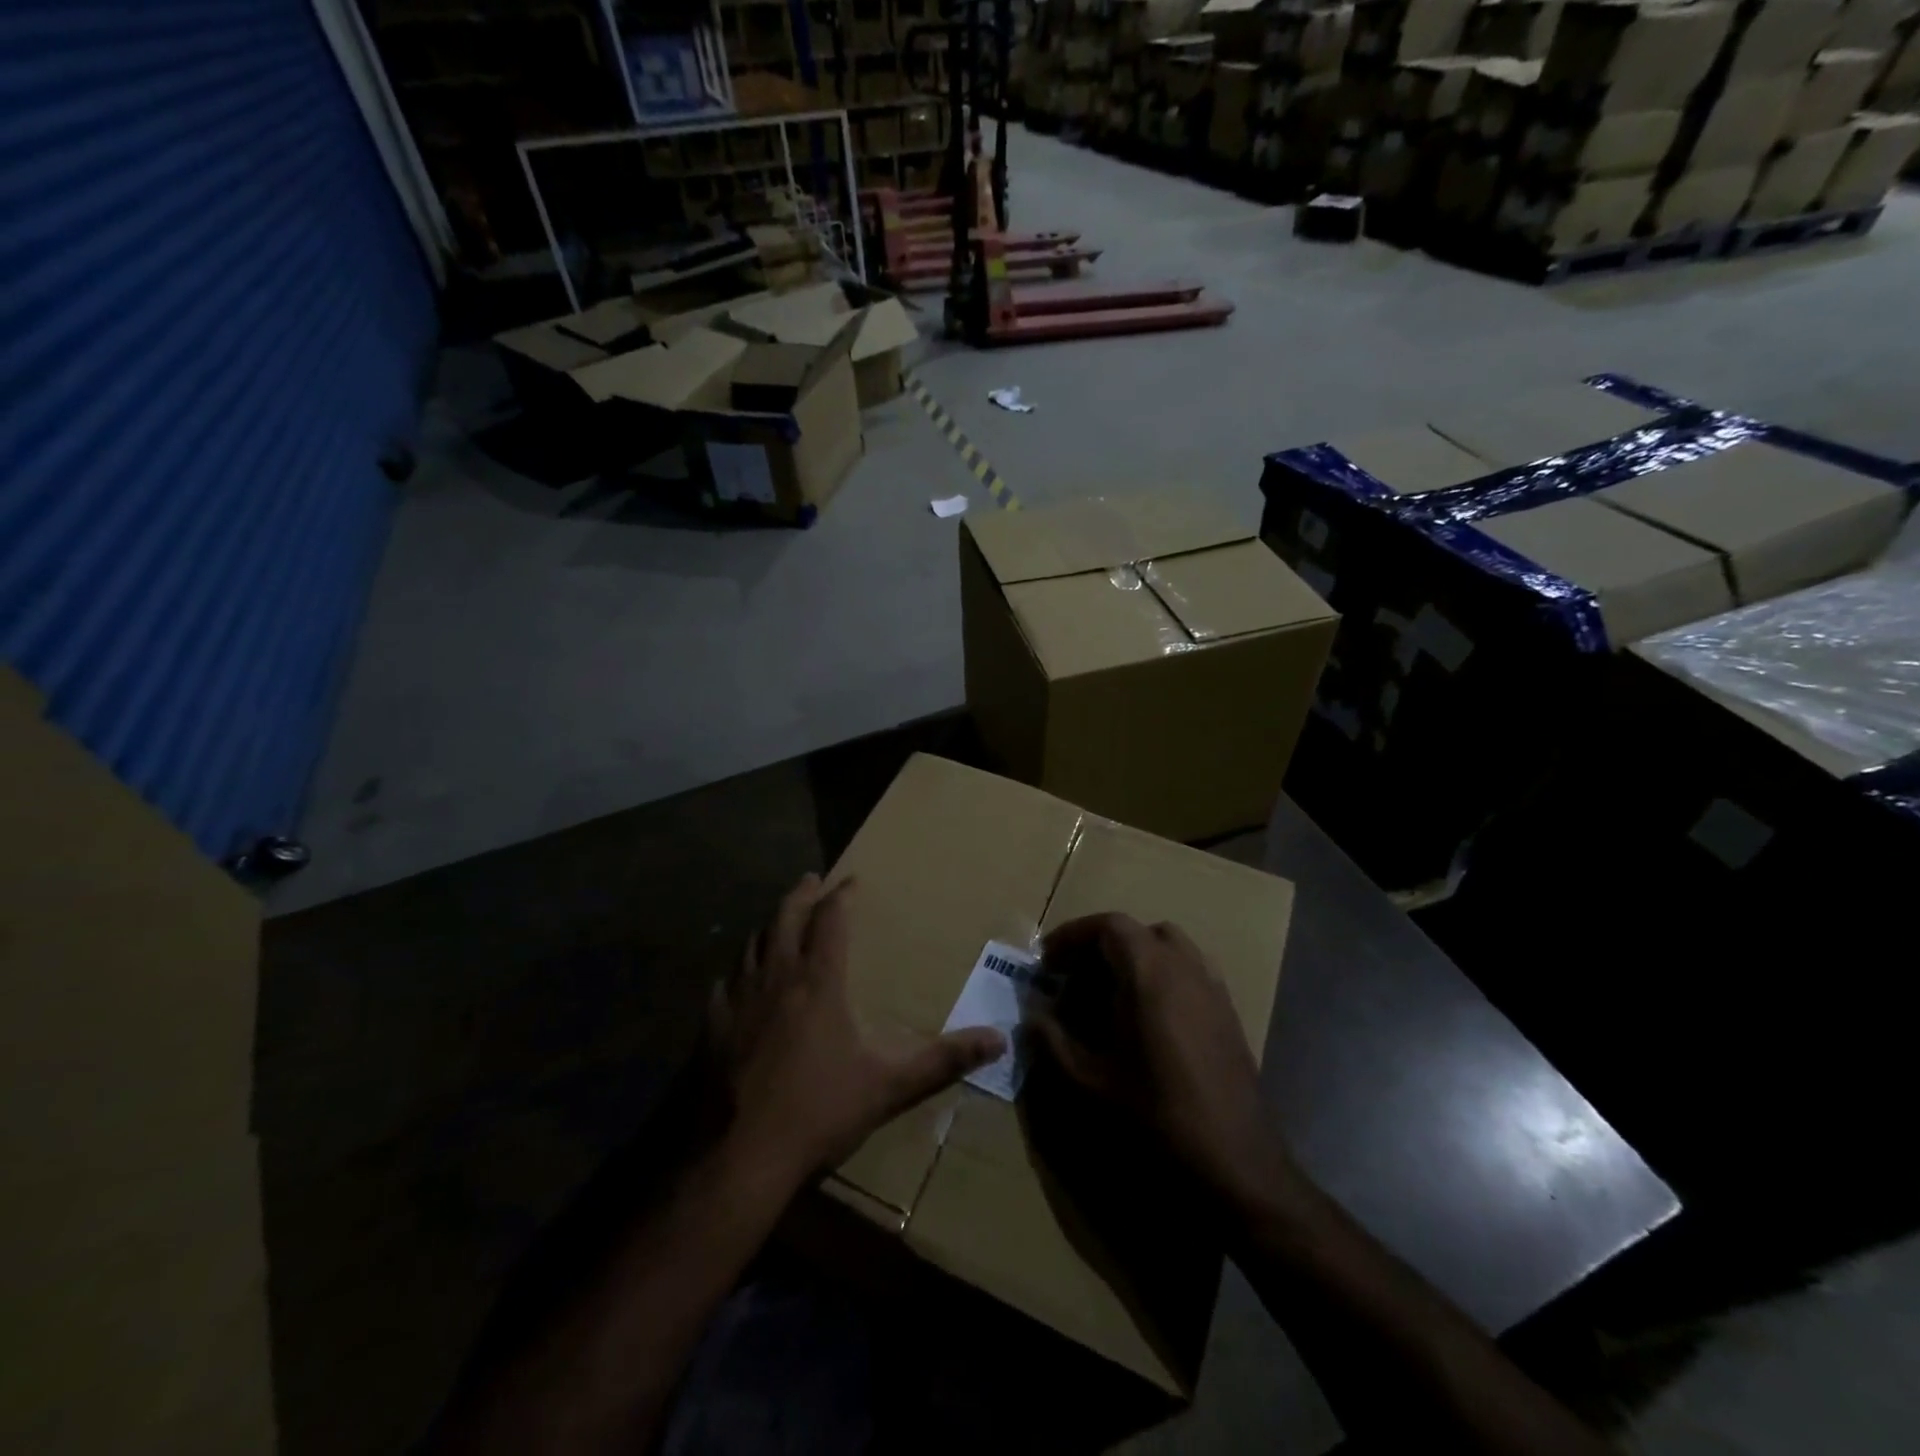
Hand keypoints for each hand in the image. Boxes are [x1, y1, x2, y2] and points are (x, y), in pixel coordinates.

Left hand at [711, 874, 1005, 1185]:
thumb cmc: (819, 1112)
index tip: (851, 881)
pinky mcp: (710, 1025)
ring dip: (768, 925)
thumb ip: (943, 1060)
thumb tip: (998, 1039)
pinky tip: (737, 979)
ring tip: (778, 920)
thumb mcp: (890, 1086)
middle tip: (811, 879)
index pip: (831, 920)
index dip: (841, 896)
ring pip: (751, 943)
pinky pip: (724, 982)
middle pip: (785, 917)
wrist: (739, 1155)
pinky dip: (737, 969)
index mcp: (819, 982)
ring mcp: (737, 999)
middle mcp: (776, 977)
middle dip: (800, 894)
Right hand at [1035, 913, 1295, 1212]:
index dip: (1073, 936)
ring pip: (1170, 949)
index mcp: (1151, 974)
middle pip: (1139, 933)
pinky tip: (1146, 1022)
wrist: (1237, 1170)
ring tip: (1108, 996)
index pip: (1109, 925)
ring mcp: (1214, 991)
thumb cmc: (1156, 1120)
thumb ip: (1052, 1041)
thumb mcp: (1088, 1084)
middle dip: (1102, 947)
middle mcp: (1186, 969)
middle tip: (1074, 980)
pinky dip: (1162, 978)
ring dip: (1135, 960)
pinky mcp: (1229, 1017)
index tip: (1047, 963)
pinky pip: (1190, 973)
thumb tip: (1032, 1014)